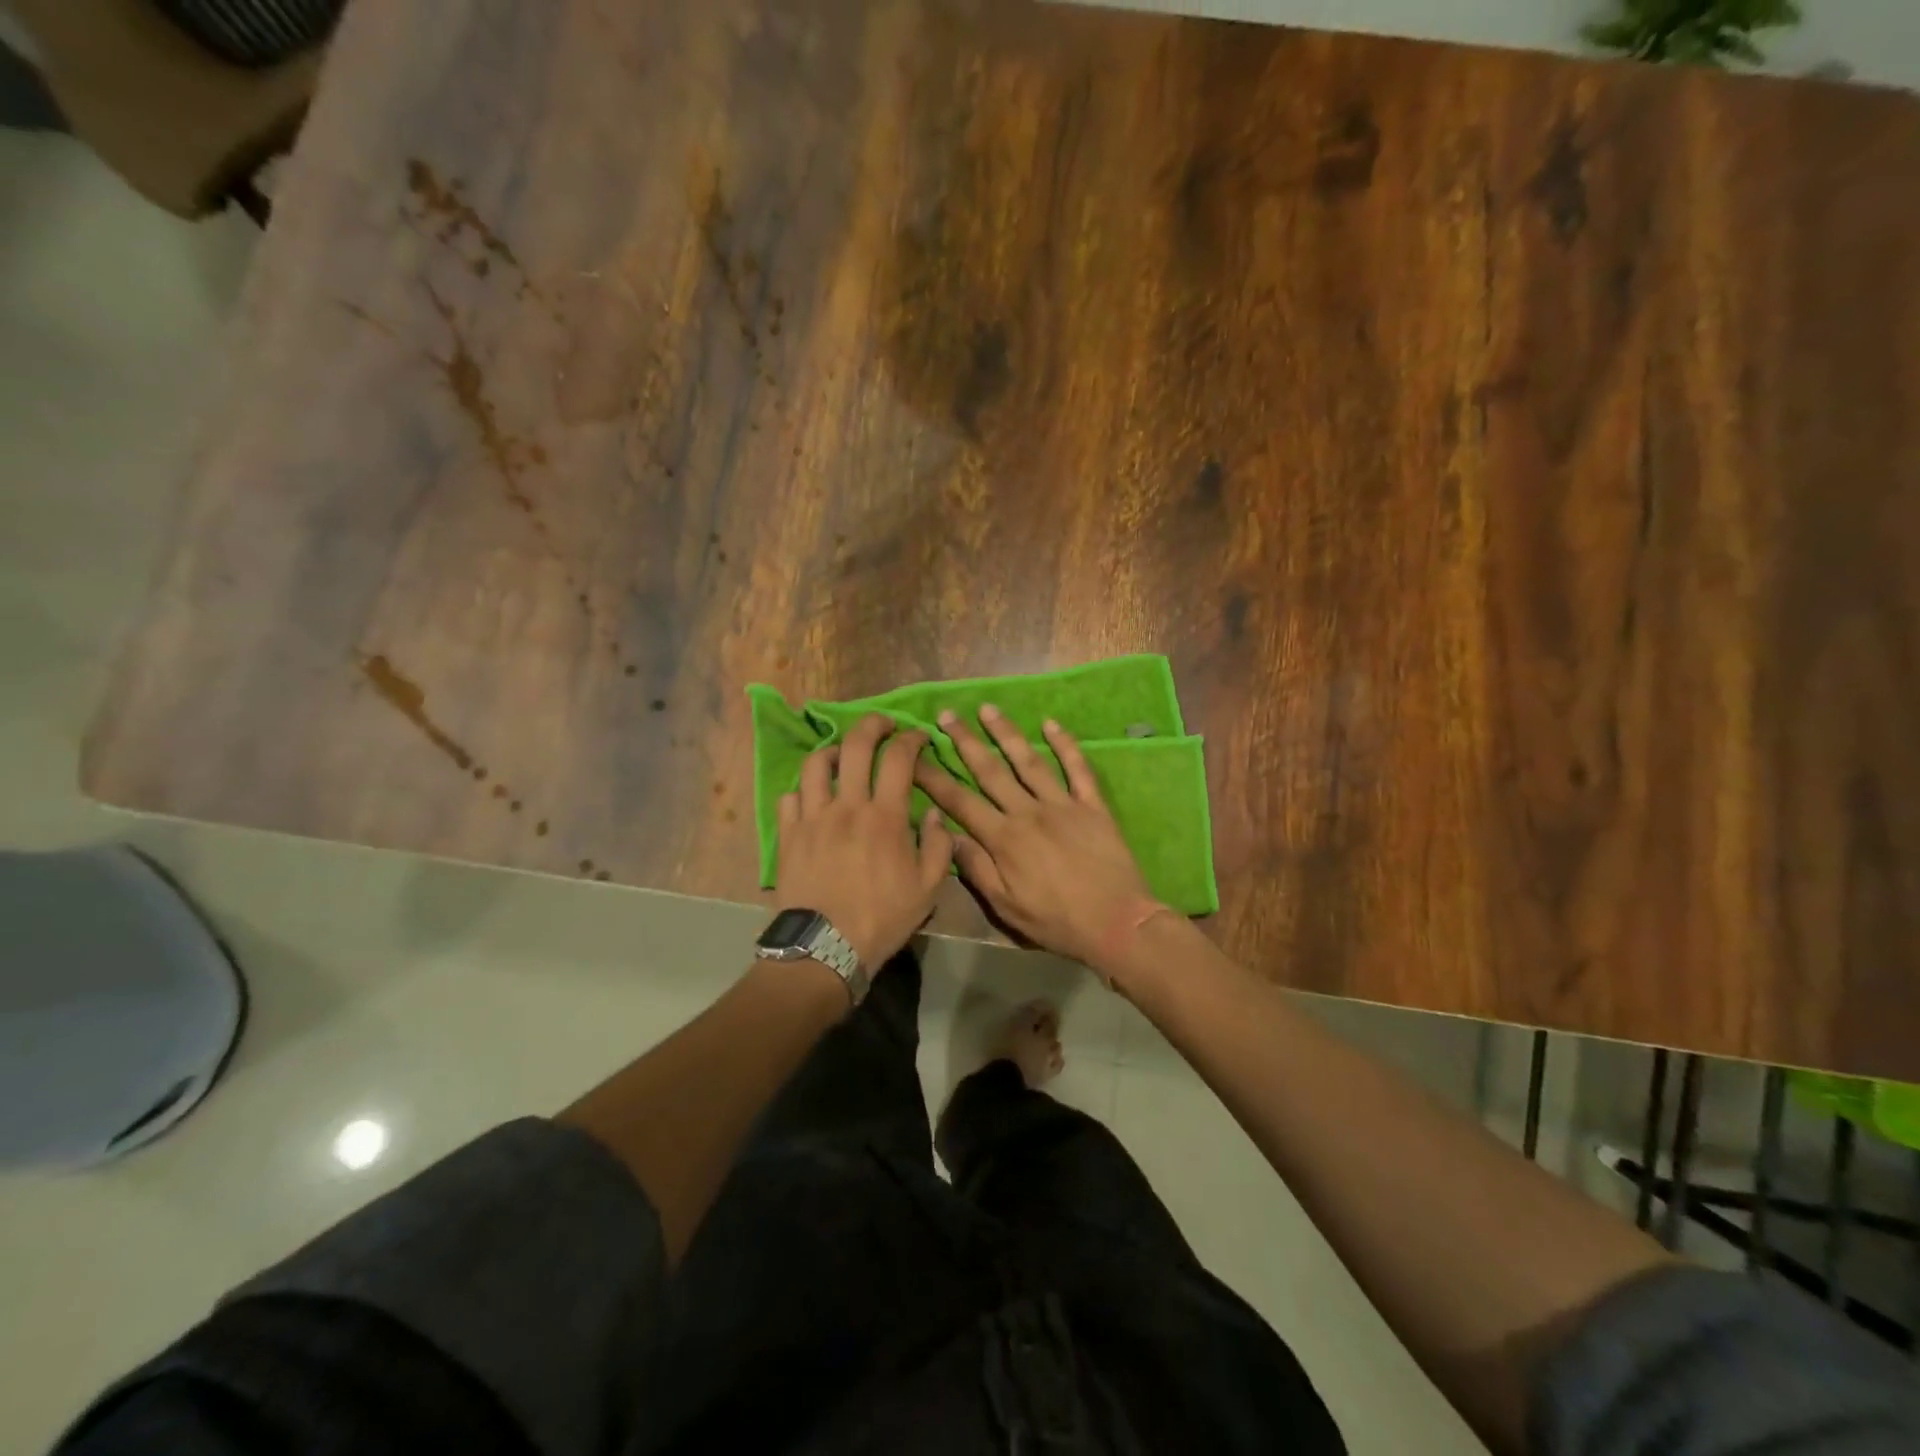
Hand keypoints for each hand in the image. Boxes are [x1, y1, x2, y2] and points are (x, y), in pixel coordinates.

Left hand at [773, 713, 953, 967]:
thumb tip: (936, 816)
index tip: (918, 736)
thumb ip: (938, 846)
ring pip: (816, 764)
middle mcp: (847, 805)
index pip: (899, 759)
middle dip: (873, 725)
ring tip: (843, 756)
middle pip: (856, 745)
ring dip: (833, 751)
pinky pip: (791, 796)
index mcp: (885, 816)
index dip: (911, 739)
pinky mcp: (788, 834)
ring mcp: (812, 817)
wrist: (826, 947)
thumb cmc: (882, 918)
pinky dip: (804, 789)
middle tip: (883, 724)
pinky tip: (813, 796)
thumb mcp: (928, 889)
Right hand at [913, 704, 1161, 971]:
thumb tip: (947, 834)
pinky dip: (1065, 744)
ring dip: (1006, 733)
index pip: (959, 801)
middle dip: (965, 741)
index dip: (934, 778)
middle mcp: (1029, 812)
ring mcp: (1063, 804)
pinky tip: (1051, 724)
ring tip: (988, 709)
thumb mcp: (1006, 907)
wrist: (1117, 923)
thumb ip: (976, 868)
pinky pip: (1078, 769)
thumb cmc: (1056, 921)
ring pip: (1029, 761)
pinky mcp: (1092, 806)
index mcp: (1004, 838)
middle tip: (947, 715)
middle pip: (990, 770)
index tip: (914, 757)